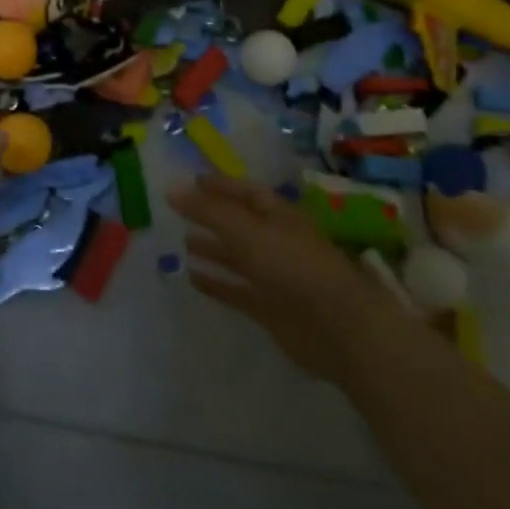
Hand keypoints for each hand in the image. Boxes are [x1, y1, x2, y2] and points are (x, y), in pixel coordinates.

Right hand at [172, 174, 388, 377]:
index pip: (246, 192)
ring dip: (212, 249)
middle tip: (178, 211)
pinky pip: (237, 290)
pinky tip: (192, 278)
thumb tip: (171, 188)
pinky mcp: (270, 309)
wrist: (338, 327)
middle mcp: (277, 241)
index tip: (193, 180)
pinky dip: (216, 284)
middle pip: (240, 223)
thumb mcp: (246, 231)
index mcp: (279, 215)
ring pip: (238, 257)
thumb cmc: (294, 265)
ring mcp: (275, 276)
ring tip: (182, 242)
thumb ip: (208, 211)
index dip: (221, 185)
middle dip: (212, 216)